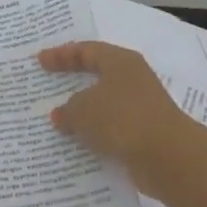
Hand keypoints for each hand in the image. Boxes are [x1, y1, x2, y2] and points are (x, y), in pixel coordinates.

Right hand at [40, 42, 194, 197]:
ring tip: (58, 119)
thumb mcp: (82, 110)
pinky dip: (95, 133)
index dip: (62, 54)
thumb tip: (61, 114)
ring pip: (105, 104)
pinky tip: (78, 143)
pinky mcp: (144, 133)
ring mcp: (141, 107)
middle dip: (73, 81)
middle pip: (98, 75)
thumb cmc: (121, 118)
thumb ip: (67, 109)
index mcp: (120, 62)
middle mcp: (133, 80)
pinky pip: (112, 128)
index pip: (87, 50)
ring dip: (84, 112)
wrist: (167, 156)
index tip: (40, 61)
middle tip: (49, 85)